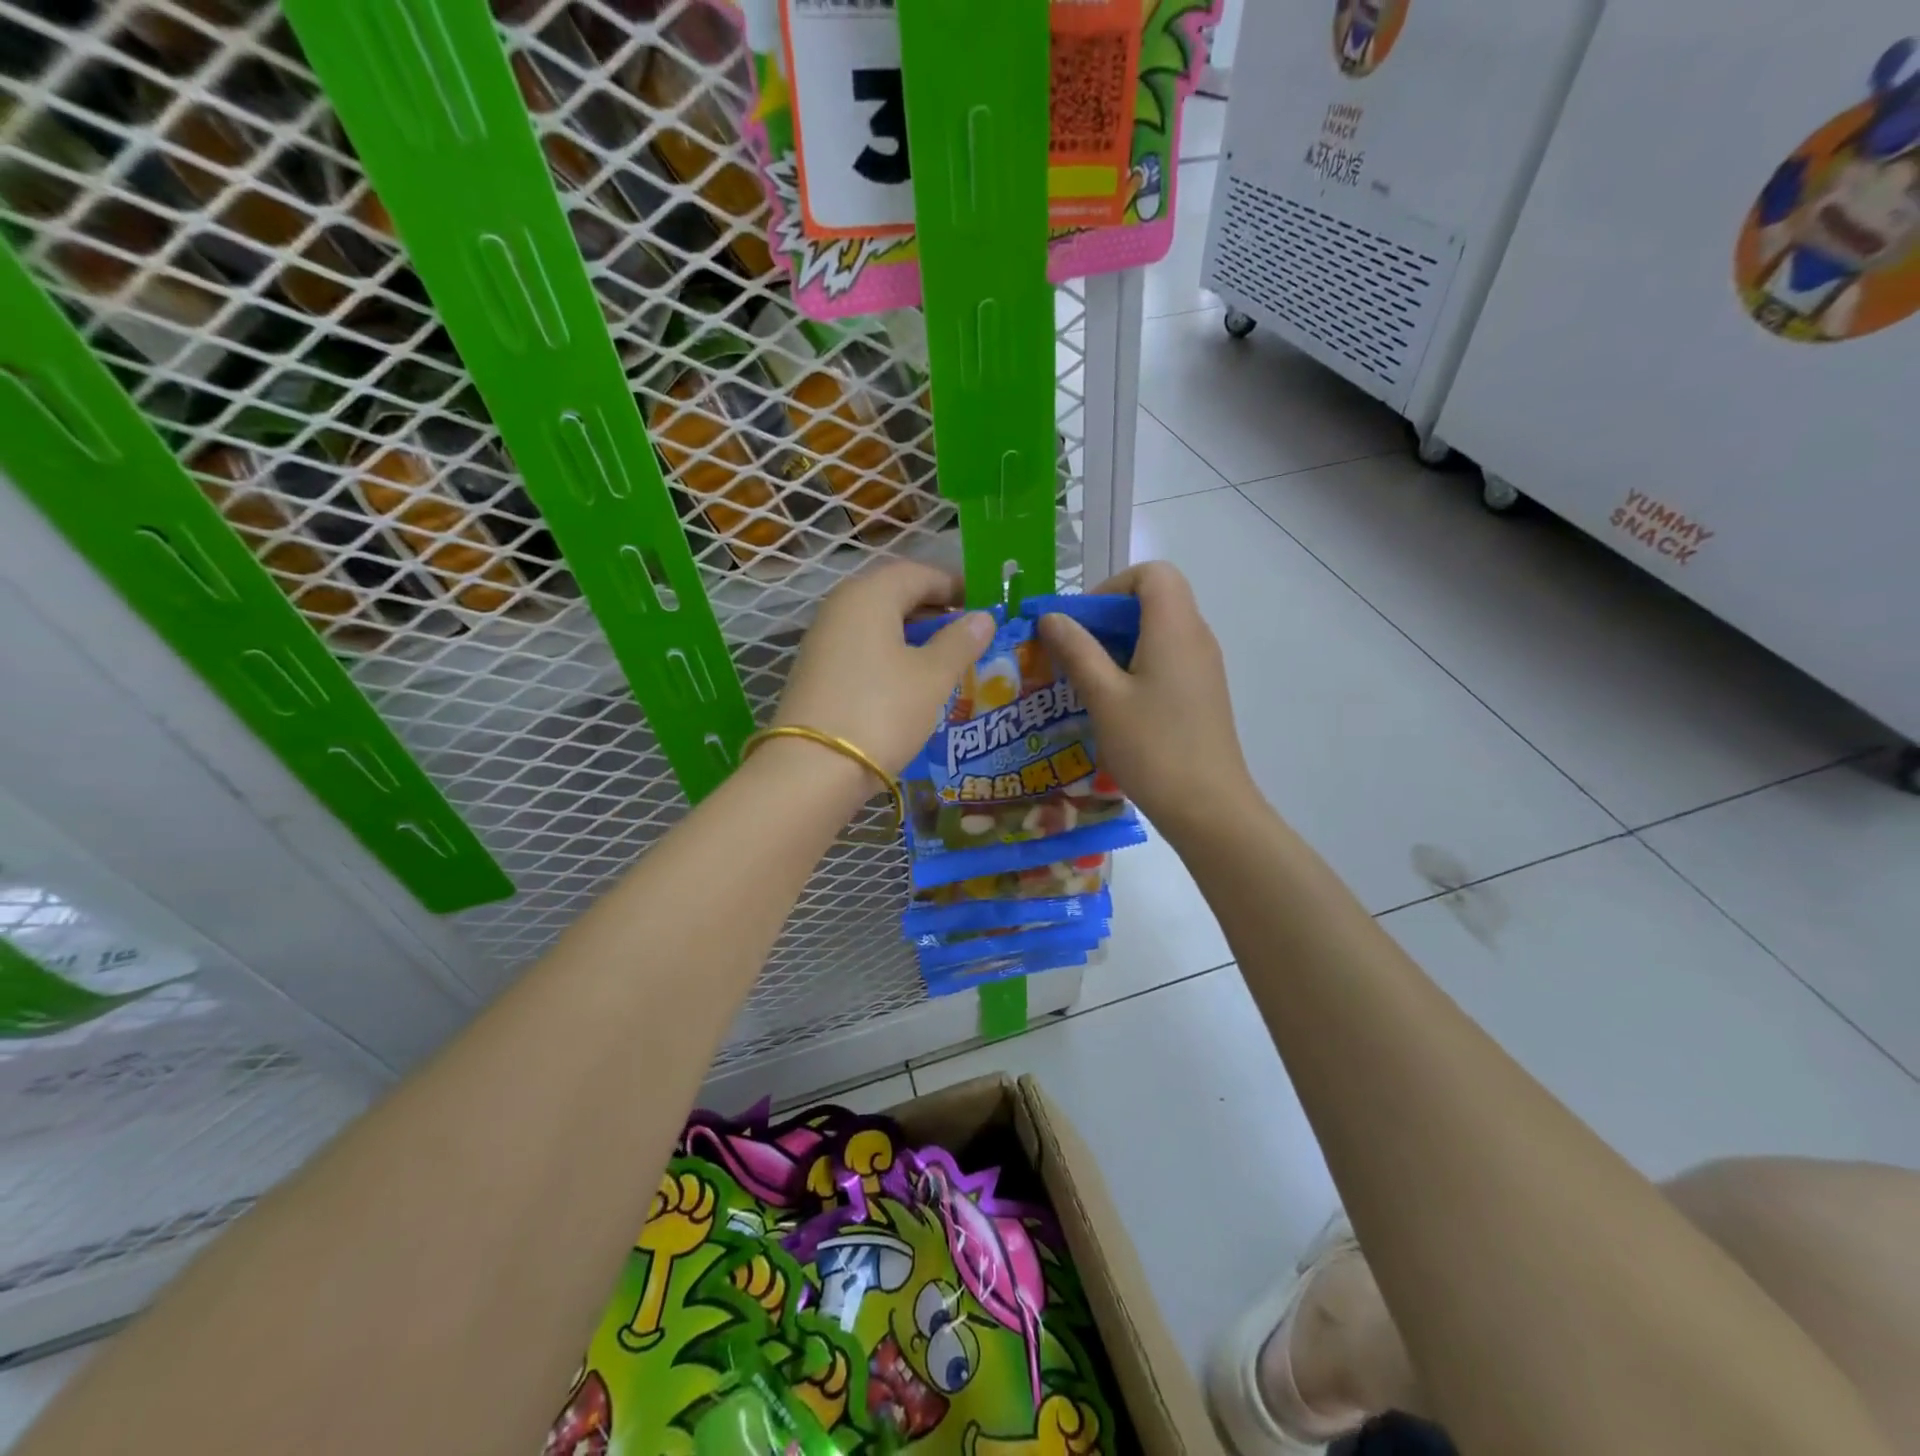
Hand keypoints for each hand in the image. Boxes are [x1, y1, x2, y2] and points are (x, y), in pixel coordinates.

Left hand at [775, 561, 995, 777]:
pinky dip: (891, 654)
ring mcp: (824, 639)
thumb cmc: (882, 711)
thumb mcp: (933, 676)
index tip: (984, 605)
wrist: (814, 768)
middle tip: (970, 632)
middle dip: (935, 609)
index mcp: (870, 594)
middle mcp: (841, 607)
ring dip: (914, 634)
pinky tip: (911, 680)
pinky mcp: (817, 671)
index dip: (955, 585)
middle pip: (895, 595)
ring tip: (947, 658)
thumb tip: (982, 617)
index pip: (919, 573)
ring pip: (878, 623)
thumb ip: (960, 642)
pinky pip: (863, 647)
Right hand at [1037, 562, 1254, 840]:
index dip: (1112, 586)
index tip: (1082, 622)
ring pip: (1159, 631)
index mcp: (1175, 628)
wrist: (1209, 808)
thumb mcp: (1104, 697)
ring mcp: (1203, 667)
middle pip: (1155, 600)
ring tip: (1084, 680)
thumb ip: (1077, 651)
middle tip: (1072, 652)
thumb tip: (1051, 617)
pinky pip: (1167, 659)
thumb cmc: (1153, 747)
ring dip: (1119, 644)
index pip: (1152, 573)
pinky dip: (1136, 665)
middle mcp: (1196, 637)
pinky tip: (1112, 703)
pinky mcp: (1202, 693)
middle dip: (1107, 617)